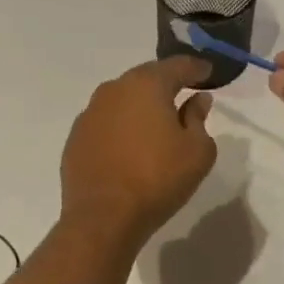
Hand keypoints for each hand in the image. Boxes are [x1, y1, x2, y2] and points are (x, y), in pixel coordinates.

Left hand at [61, 56, 216, 247]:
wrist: (103, 217)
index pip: (177, 66)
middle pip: (145, 79)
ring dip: (139, 107)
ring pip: (121, 101)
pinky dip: (120, 129)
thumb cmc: (158, 179)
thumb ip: (199, 119)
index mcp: (146, 85)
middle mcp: (113, 90)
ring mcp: (89, 114)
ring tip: (155, 123)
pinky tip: (129, 147)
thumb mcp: (197, 152)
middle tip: (183, 95)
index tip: (208, 72)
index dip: (196, 68)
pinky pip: (105, 124)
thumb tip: (196, 101)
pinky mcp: (75, 139)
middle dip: (165, 84)